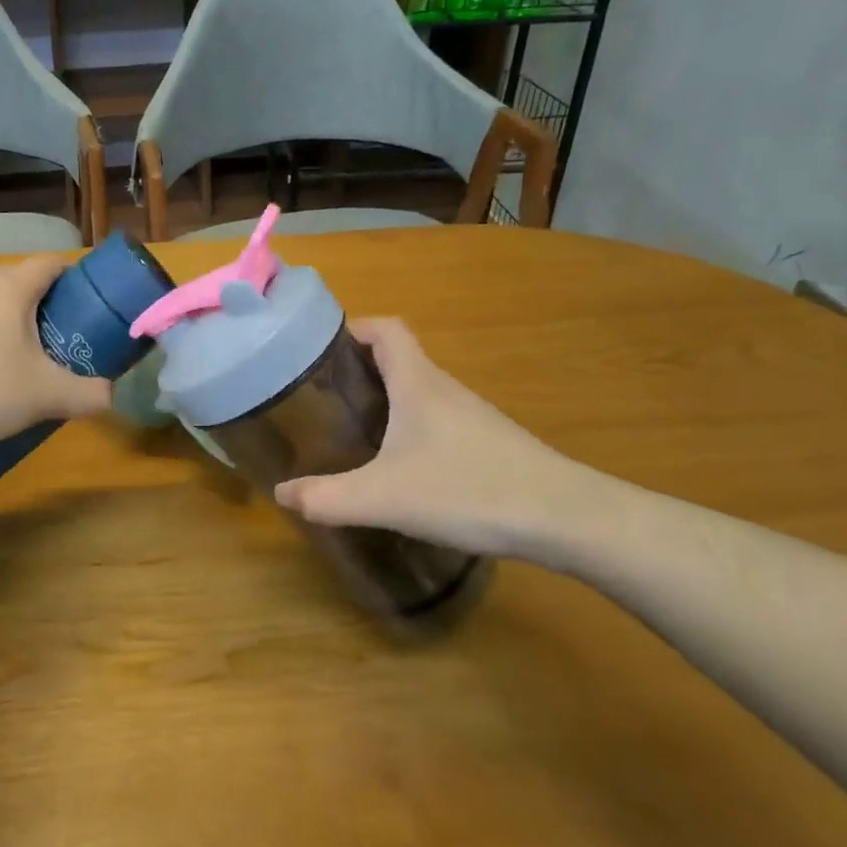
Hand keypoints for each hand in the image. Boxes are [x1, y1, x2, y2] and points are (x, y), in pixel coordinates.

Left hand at [0, 255, 111, 455]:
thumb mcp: (47, 396)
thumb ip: (88, 394)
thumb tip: (110, 397)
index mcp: (9, 288)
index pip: (49, 264)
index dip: (72, 277)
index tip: (86, 303)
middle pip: (16, 279)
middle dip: (40, 301)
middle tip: (57, 335)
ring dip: (4, 318)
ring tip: (16, 354)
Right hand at [274, 318, 615, 562]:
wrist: (565, 518)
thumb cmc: (468, 490)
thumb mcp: (384, 498)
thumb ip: (327, 497)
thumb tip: (282, 493)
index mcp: (418, 382)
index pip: (386, 328)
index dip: (353, 328)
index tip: (320, 350)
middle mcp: (444, 388)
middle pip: (398, 358)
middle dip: (358, 370)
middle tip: (323, 398)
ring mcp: (470, 415)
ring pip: (418, 391)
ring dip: (385, 399)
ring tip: (353, 430)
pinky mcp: (488, 443)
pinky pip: (437, 419)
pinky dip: (410, 427)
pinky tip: (401, 466)